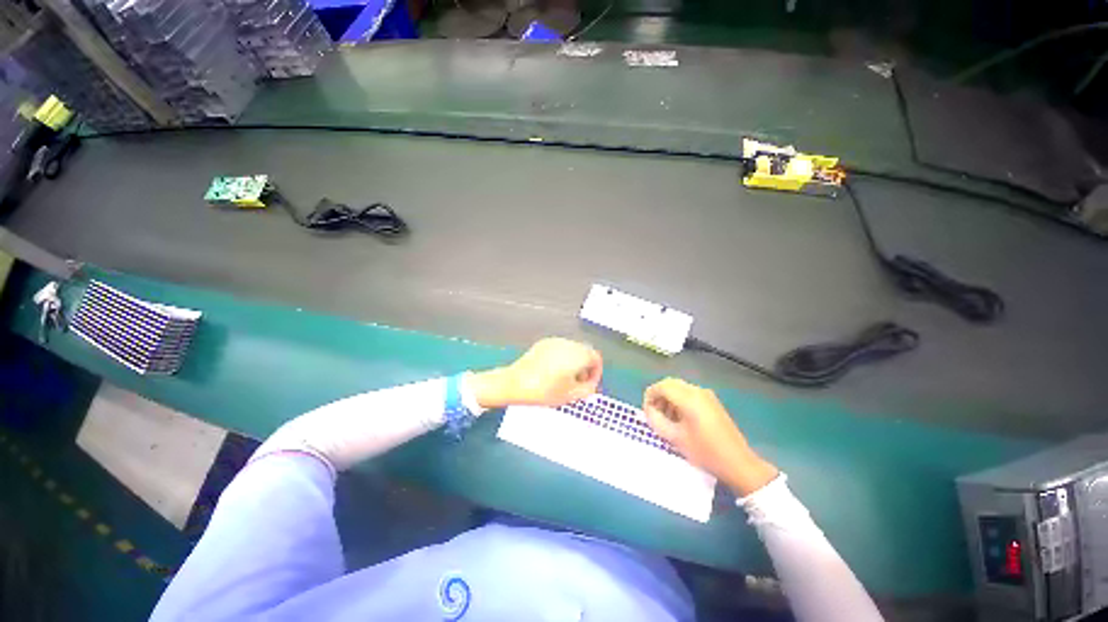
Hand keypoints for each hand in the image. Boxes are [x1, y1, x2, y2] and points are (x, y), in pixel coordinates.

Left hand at [470, 338, 601, 408]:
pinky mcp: (543, 344)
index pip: (596, 359)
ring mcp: (555, 342)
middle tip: (579, 384)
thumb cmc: (543, 390)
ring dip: (573, 363)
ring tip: (565, 380)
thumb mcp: (572, 395)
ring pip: (572, 350)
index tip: (590, 384)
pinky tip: (552, 373)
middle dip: (585, 368)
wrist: (515, 384)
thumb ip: (588, 389)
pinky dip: (561, 359)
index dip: (596, 373)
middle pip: (585, 353)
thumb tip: (591, 385)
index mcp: (578, 354)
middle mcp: (568, 344)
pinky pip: (559, 349)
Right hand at [642, 378, 777, 495]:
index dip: (650, 396)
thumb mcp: (675, 438)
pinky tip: (680, 418)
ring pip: (679, 388)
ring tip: (666, 418)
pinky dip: (679, 400)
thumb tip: (648, 410)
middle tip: (654, 413)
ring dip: (668, 398)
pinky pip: (689, 393)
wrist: (738, 463)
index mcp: (688, 398)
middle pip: (670, 384)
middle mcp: (697, 391)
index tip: (647, 411)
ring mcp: (707, 395)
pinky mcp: (712, 402)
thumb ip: (656, 420)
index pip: (661, 386)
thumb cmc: (705, 452)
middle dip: (658, 396)